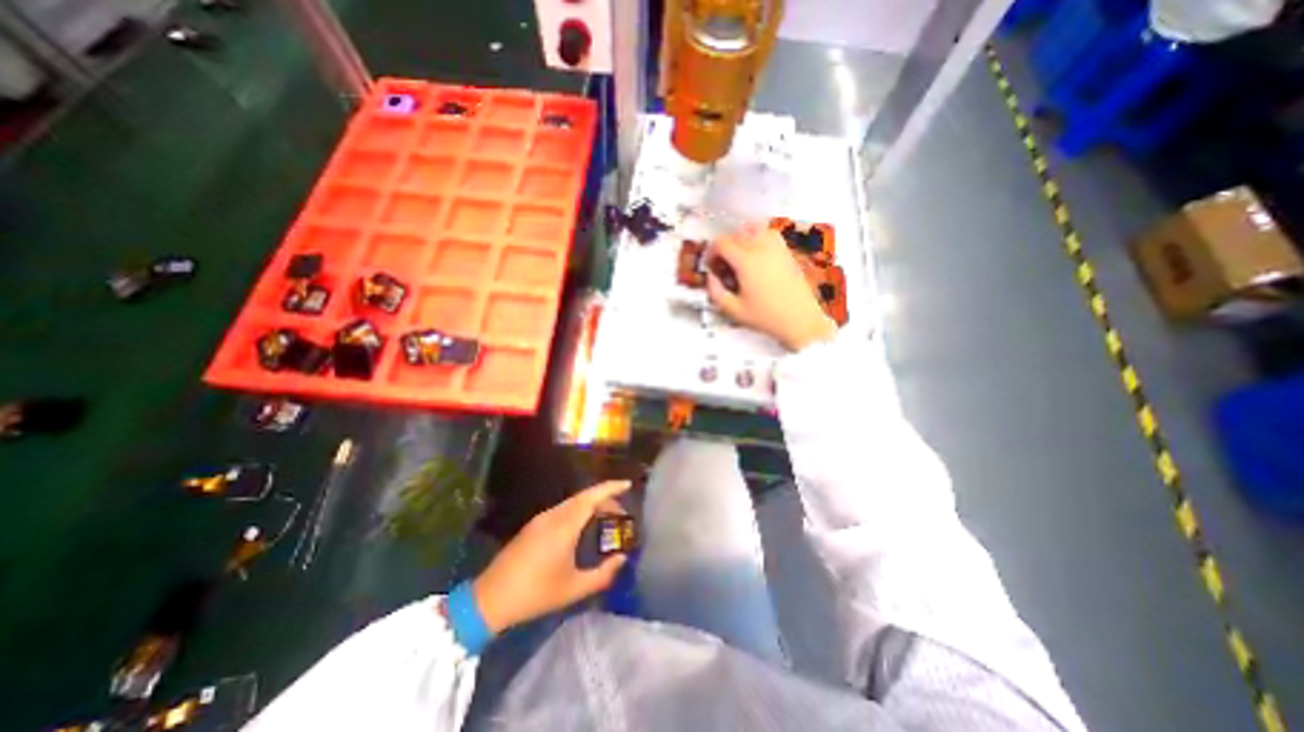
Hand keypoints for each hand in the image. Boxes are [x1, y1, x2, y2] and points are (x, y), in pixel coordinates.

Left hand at [472, 479, 635, 634]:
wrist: (490, 599)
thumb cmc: (535, 593)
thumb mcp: (573, 588)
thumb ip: (603, 574)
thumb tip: (622, 559)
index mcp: (564, 526)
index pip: (591, 497)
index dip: (611, 488)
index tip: (628, 485)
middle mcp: (553, 515)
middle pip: (584, 497)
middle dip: (605, 498)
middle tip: (621, 511)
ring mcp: (541, 519)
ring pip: (573, 502)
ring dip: (591, 504)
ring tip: (606, 518)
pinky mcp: (534, 525)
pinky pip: (563, 509)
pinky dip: (579, 510)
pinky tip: (584, 526)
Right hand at [709, 223, 841, 351]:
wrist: (801, 319)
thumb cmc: (766, 317)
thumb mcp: (734, 310)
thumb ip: (715, 292)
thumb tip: (710, 277)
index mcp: (746, 261)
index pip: (722, 242)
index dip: (711, 252)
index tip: (710, 266)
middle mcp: (761, 247)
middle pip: (736, 234)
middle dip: (724, 247)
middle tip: (723, 265)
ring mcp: (777, 246)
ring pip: (753, 228)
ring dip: (741, 238)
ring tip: (739, 257)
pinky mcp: (787, 251)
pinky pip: (768, 233)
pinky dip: (757, 238)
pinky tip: (756, 256)